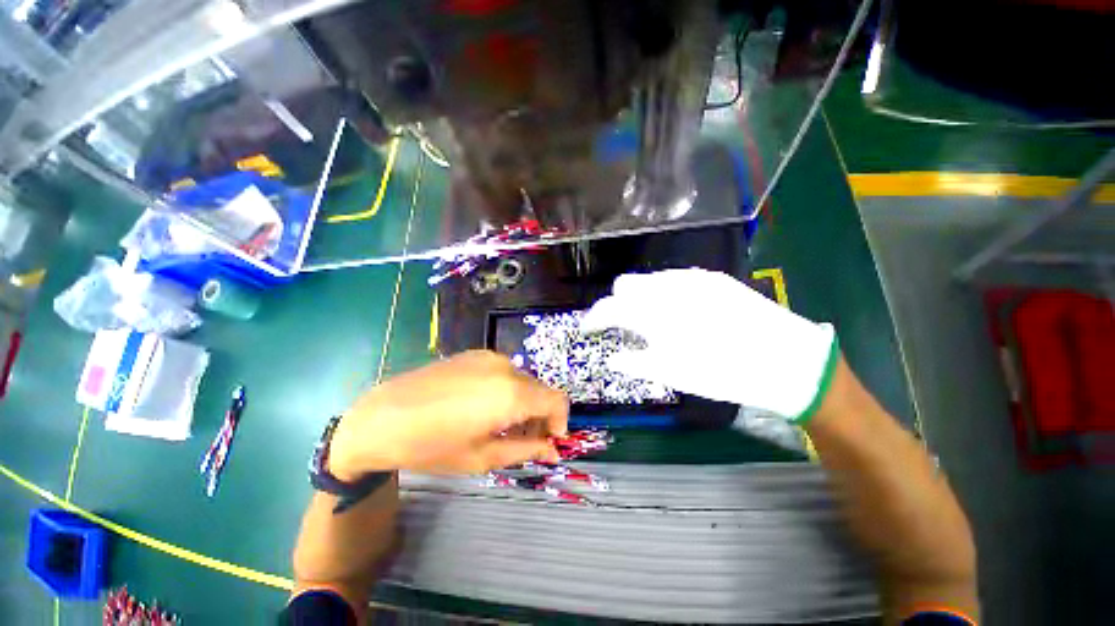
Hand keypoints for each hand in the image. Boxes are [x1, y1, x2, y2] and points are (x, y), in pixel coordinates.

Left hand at [328, 351, 567, 478]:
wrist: (381, 417)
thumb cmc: (431, 446)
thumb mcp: (482, 457)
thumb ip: (525, 450)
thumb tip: (553, 450)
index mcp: (511, 393)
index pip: (557, 400)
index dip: (560, 421)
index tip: (549, 440)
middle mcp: (506, 367)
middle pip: (540, 390)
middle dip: (540, 415)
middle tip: (523, 440)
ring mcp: (489, 357)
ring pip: (522, 381)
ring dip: (523, 402)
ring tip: (501, 425)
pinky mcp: (474, 354)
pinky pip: (503, 372)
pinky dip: (506, 390)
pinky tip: (483, 407)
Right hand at [581, 269, 838, 421]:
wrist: (787, 360)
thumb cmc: (723, 373)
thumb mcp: (672, 374)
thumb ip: (634, 361)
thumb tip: (612, 356)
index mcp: (652, 313)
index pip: (608, 308)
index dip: (593, 319)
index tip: (588, 330)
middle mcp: (666, 287)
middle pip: (624, 285)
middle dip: (617, 304)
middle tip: (623, 327)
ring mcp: (691, 278)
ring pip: (649, 280)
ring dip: (640, 298)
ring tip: (651, 320)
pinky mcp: (712, 278)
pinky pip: (674, 280)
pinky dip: (664, 293)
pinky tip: (677, 311)